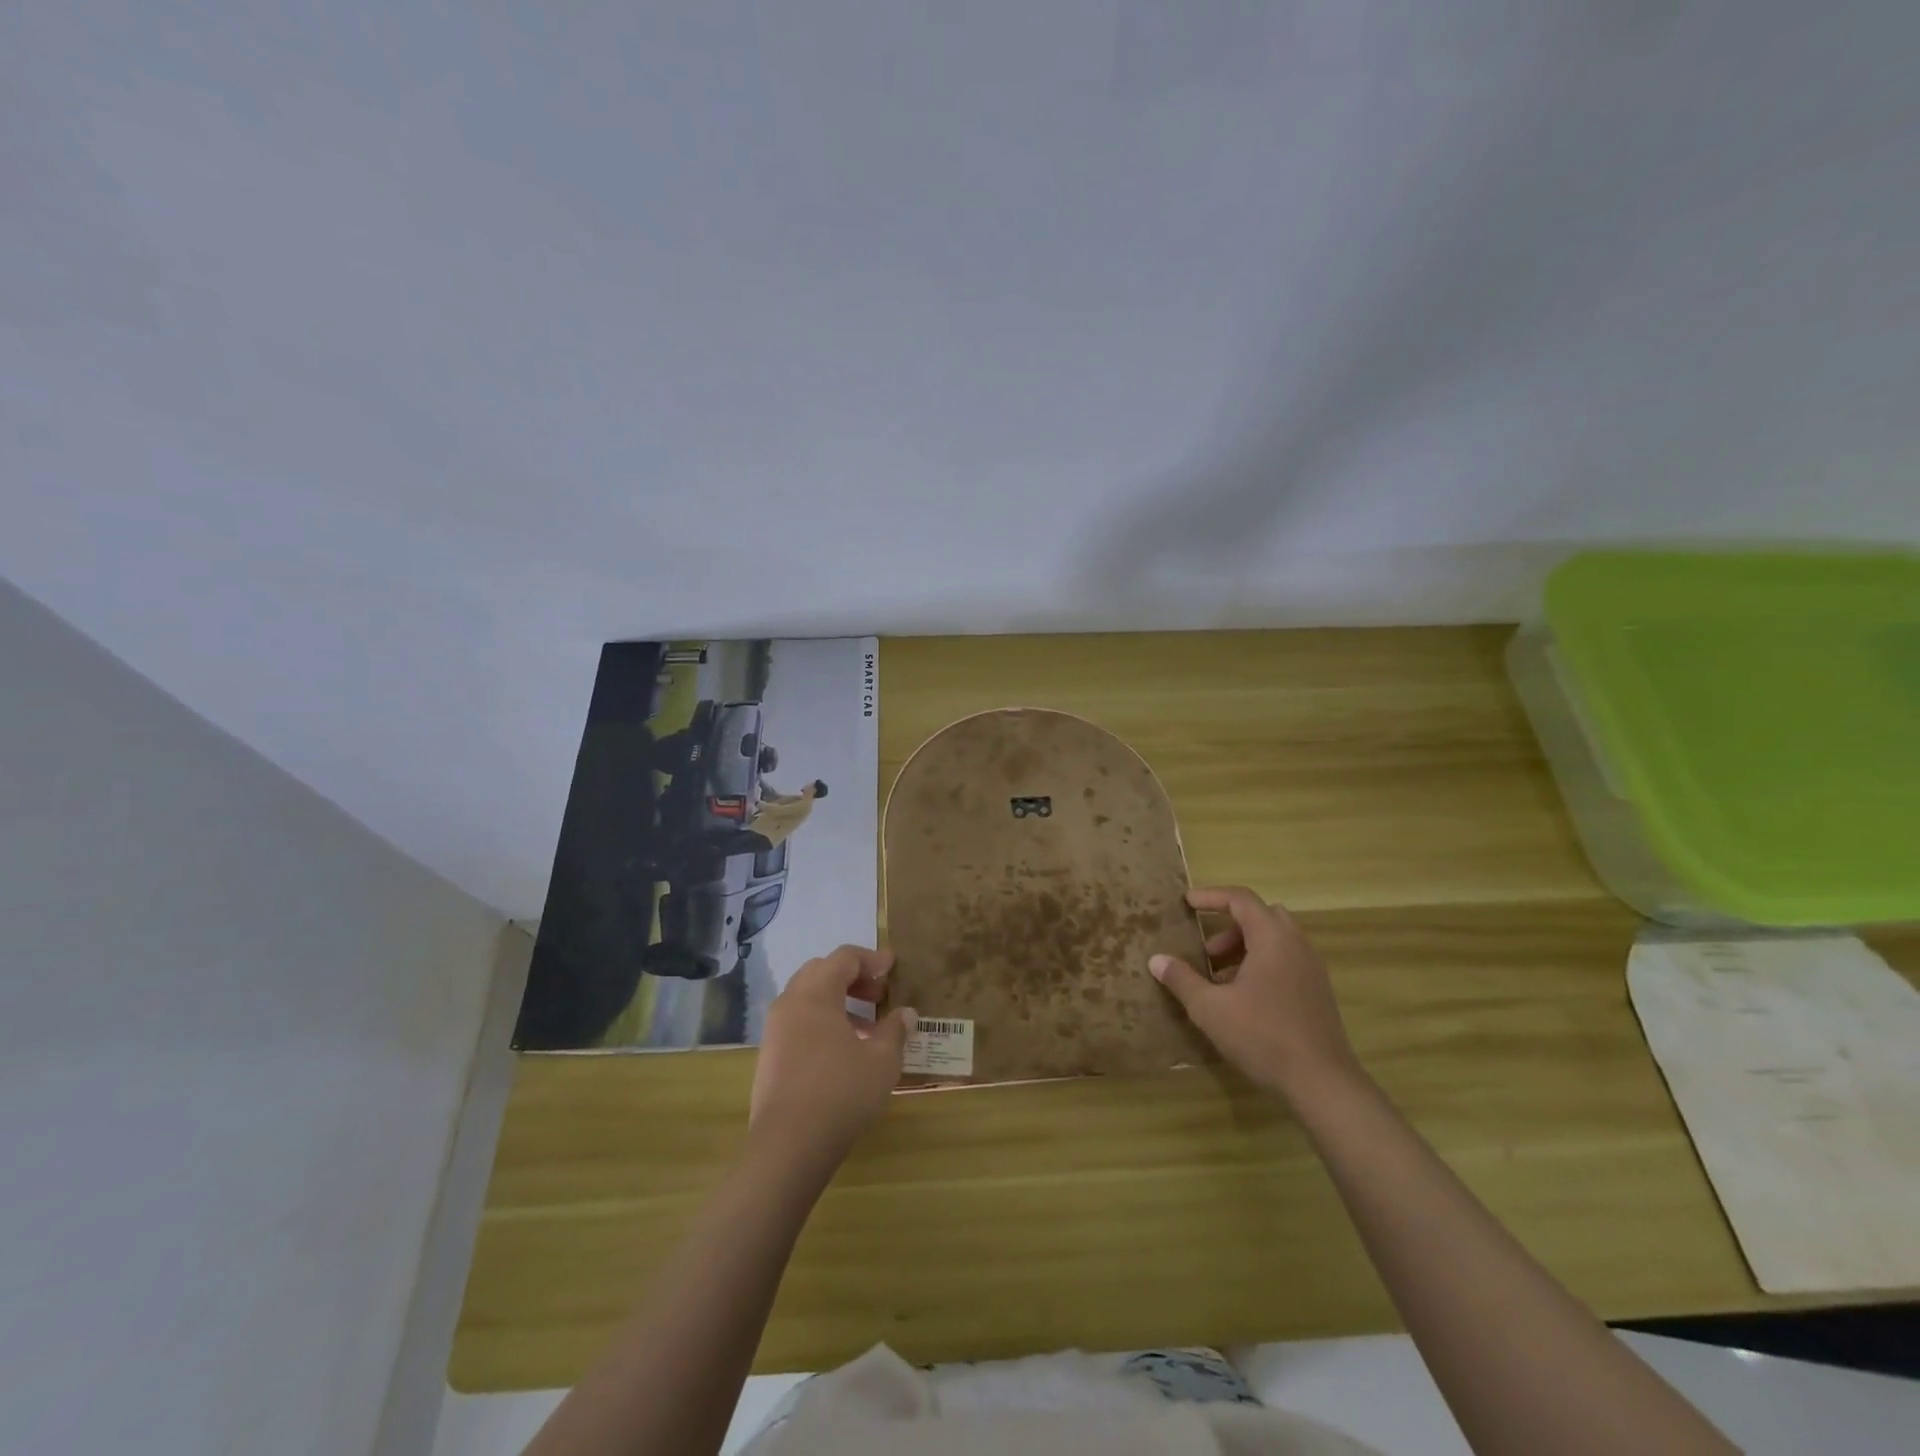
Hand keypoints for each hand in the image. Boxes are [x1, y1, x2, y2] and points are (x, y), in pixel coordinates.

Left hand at [749, 945, 915, 1167]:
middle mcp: (790, 1003)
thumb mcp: (882, 1061)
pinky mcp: (769, 1057)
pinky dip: (821, 1023)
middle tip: (878, 994)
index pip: (843, 958)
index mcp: (816, 994)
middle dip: (851, 977)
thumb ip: (895, 1031)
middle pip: (820, 971)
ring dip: (836, 1001)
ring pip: (806, 998)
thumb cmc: (841, 1093)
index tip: (892, 967)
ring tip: (865, 1027)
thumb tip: (905, 1013)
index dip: (871, 959)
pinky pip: (797, 1023)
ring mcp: (774, 1031)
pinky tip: (842, 1052)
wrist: (788, 1146)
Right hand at [1149, 886, 1358, 1100]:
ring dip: (1245, 948)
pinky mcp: (1318, 992)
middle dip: (1230, 925)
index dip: (1211, 896)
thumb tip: (1156, 960)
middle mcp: (1296, 945)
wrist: (1322, 1084)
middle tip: (1207, 950)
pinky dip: (1262, 964)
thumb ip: (1182, 979)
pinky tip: (1244, 999)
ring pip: (1276, 940)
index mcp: (1272, 939)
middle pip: (1262, 915)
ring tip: (1220, 978)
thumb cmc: (1262, 1036)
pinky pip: (1287, 961)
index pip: (1241, 899)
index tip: (1187, 903)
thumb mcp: (1210, 1008)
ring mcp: (1312, 969)